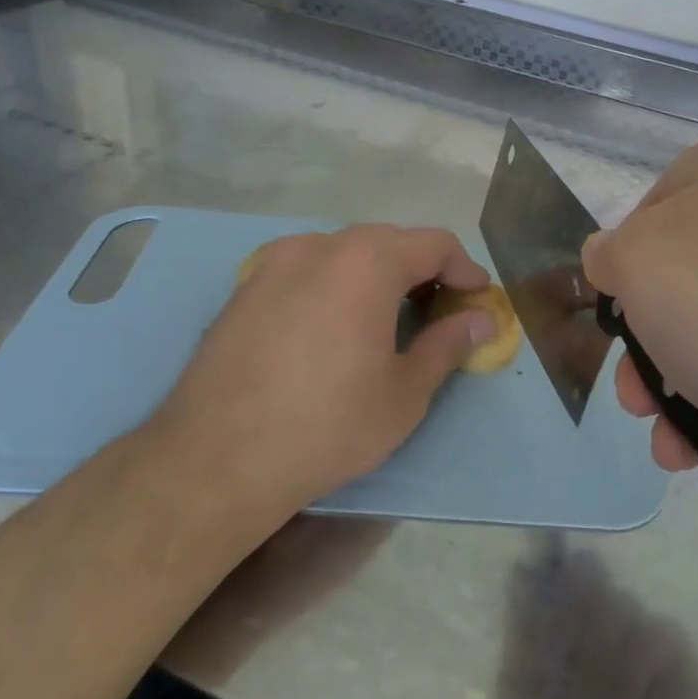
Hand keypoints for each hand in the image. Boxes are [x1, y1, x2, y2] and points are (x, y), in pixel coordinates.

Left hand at [142, 225, 495, 532]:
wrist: (217, 458)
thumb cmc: (328, 426)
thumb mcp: (404, 393)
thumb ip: (447, 345)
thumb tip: (480, 321)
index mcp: (367, 262)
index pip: (434, 243)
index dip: (464, 268)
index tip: (477, 299)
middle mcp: (320, 246)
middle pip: (388, 240)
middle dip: (422, 268)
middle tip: (439, 310)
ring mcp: (274, 262)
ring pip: (343, 251)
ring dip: (377, 272)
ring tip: (388, 316)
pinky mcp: (245, 287)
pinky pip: (306, 268)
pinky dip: (336, 282)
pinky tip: (334, 323)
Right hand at [584, 138, 697, 480]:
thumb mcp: (634, 263)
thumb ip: (607, 254)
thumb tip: (612, 260)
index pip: (643, 213)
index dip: (623, 269)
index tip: (621, 313)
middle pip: (676, 284)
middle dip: (644, 351)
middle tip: (634, 395)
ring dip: (674, 391)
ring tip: (669, 440)